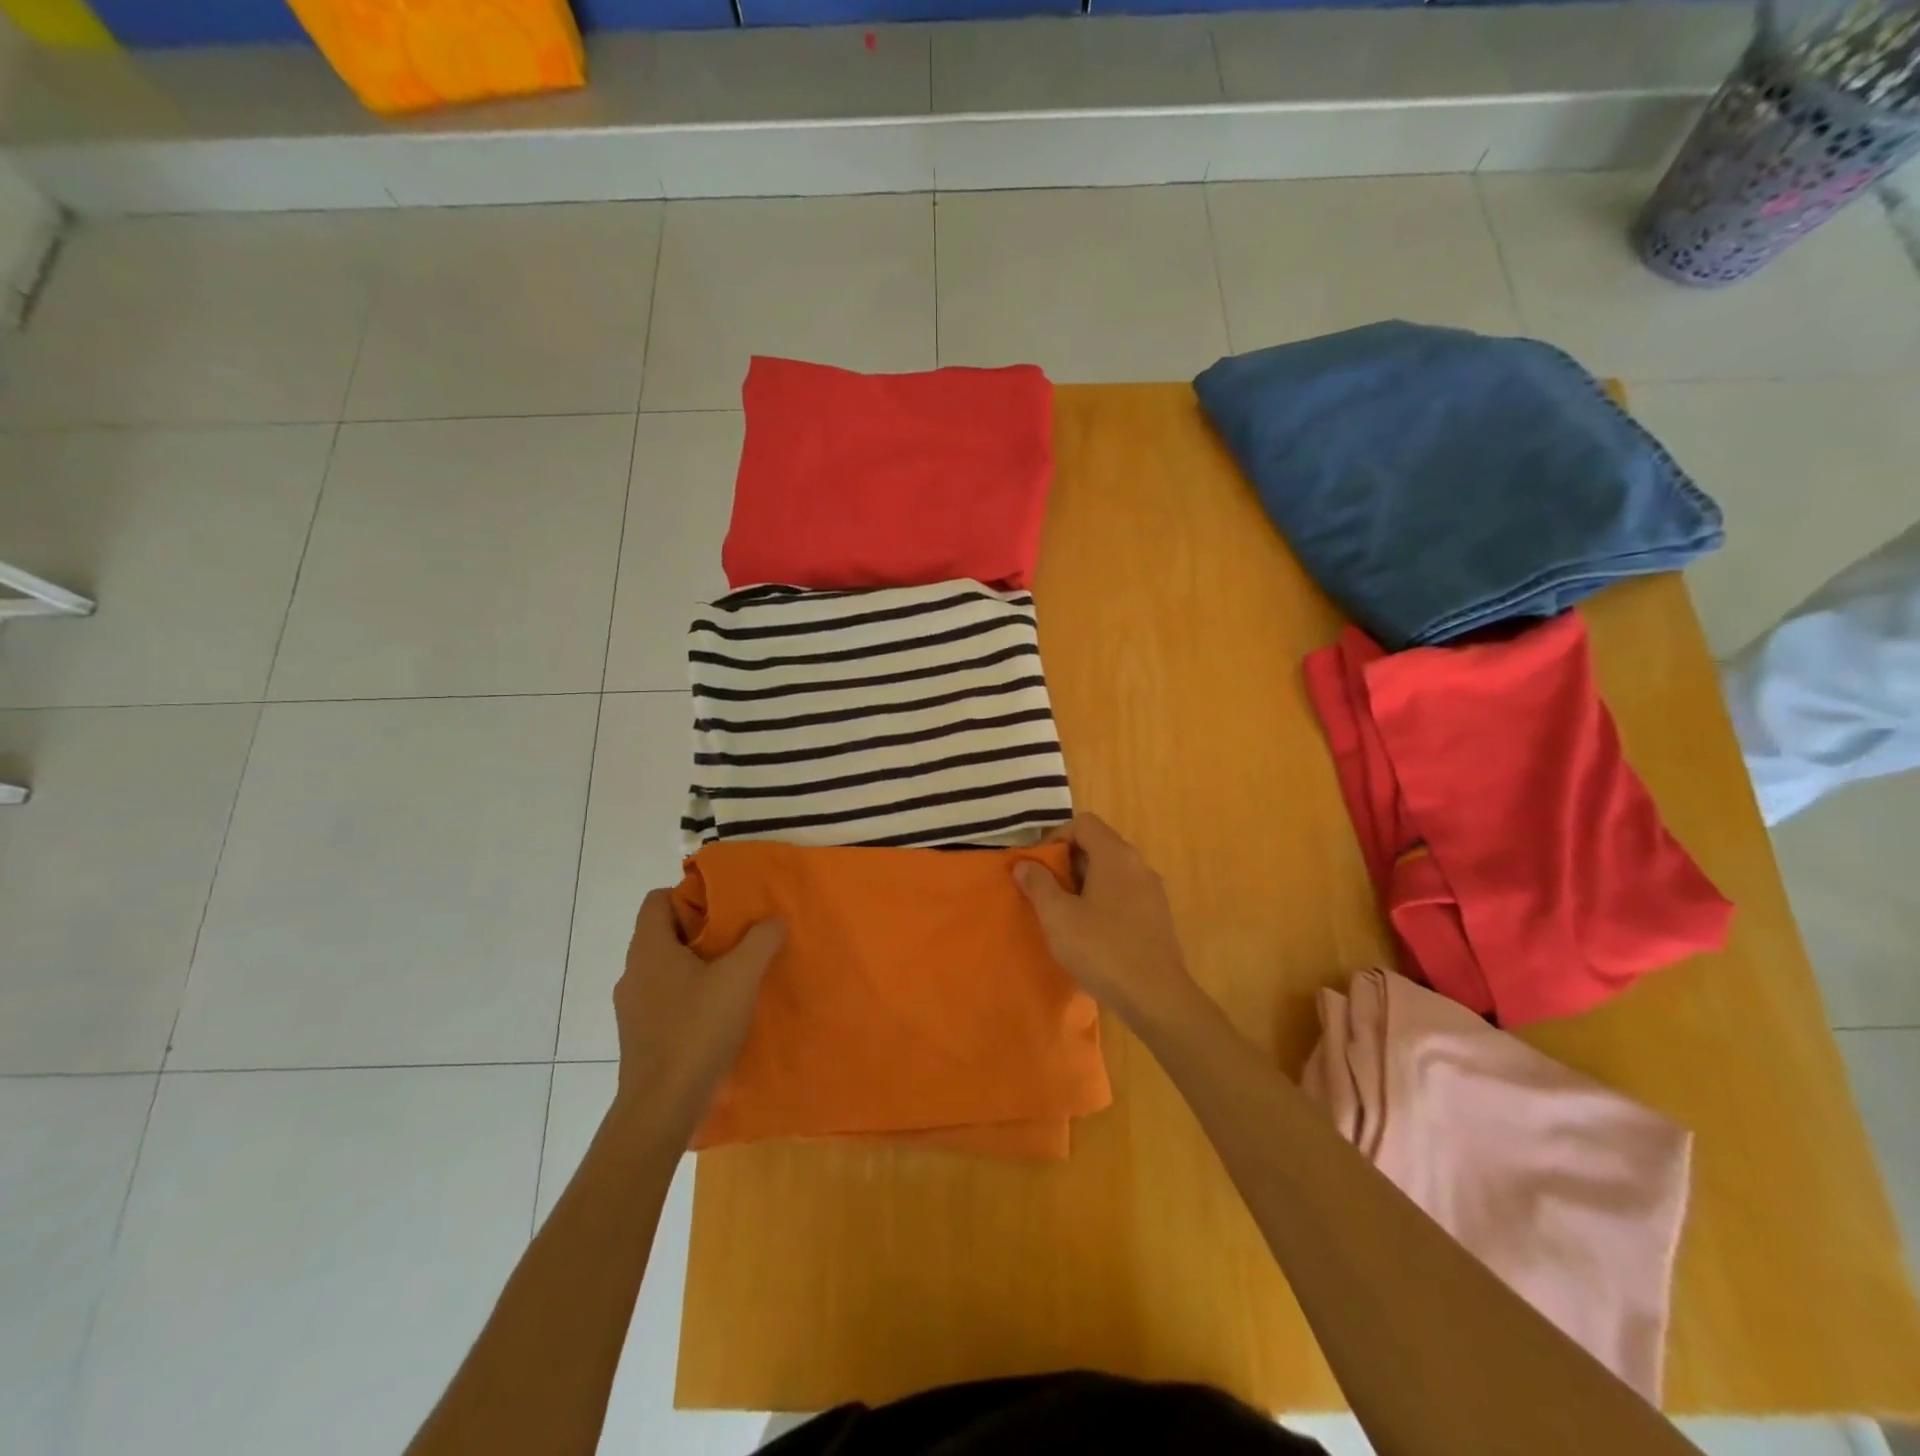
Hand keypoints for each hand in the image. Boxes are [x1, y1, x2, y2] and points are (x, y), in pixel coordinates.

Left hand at [612, 889, 785, 1140]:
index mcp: (649, 948)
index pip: (657, 900)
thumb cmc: (697, 1030)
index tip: (725, 907)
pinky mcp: (640, 1036)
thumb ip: (761, 940)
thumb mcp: (741, 976)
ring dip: (698, 965)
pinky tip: (719, 1013)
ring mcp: (633, 1007)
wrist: (662, 1108)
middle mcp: (634, 972)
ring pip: (666, 968)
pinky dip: (690, 996)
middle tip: (740, 938)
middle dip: (703, 931)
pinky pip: (666, 999)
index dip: (690, 896)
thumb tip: (773, 919)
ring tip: (735, 976)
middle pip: (665, 933)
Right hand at [1014, 813, 1198, 1031]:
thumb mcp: (1058, 916)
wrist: (1156, 997)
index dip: (1056, 838)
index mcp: (1115, 855)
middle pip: (1098, 846)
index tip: (1038, 866)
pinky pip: (1124, 895)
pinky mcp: (1158, 917)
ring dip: (1085, 884)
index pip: (1083, 823)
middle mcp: (1138, 865)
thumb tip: (1025, 864)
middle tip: (1046, 892)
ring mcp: (1152, 891)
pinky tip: (1091, 934)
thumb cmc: (1102, 949)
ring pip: (1111, 873)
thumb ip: (1038, 884)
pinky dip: (1104, 902)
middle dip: (1068, 863)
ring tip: (1065, 915)